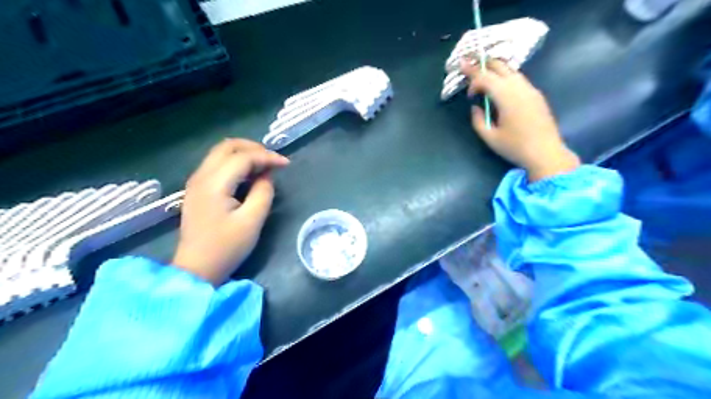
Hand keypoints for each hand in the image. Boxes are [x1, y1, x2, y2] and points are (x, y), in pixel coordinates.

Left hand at [171, 139, 288, 284]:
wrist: (197, 269)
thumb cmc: (226, 247)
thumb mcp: (252, 221)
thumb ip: (263, 192)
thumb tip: (267, 175)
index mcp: (214, 183)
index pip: (243, 157)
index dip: (267, 157)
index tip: (286, 164)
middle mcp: (201, 176)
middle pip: (227, 146)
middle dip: (254, 148)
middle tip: (273, 160)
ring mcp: (196, 182)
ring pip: (220, 153)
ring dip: (244, 154)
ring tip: (265, 166)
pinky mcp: (198, 189)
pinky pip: (217, 165)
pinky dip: (235, 163)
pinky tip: (249, 175)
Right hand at [462, 58, 576, 180]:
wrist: (546, 153)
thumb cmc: (515, 147)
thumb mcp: (489, 137)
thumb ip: (477, 120)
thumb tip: (476, 107)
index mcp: (506, 96)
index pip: (485, 78)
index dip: (472, 79)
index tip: (467, 91)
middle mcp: (519, 87)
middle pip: (500, 66)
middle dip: (483, 65)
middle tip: (469, 66)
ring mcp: (530, 89)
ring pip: (511, 70)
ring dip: (495, 71)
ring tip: (484, 77)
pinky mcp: (536, 95)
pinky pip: (519, 79)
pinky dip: (506, 77)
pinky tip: (500, 88)